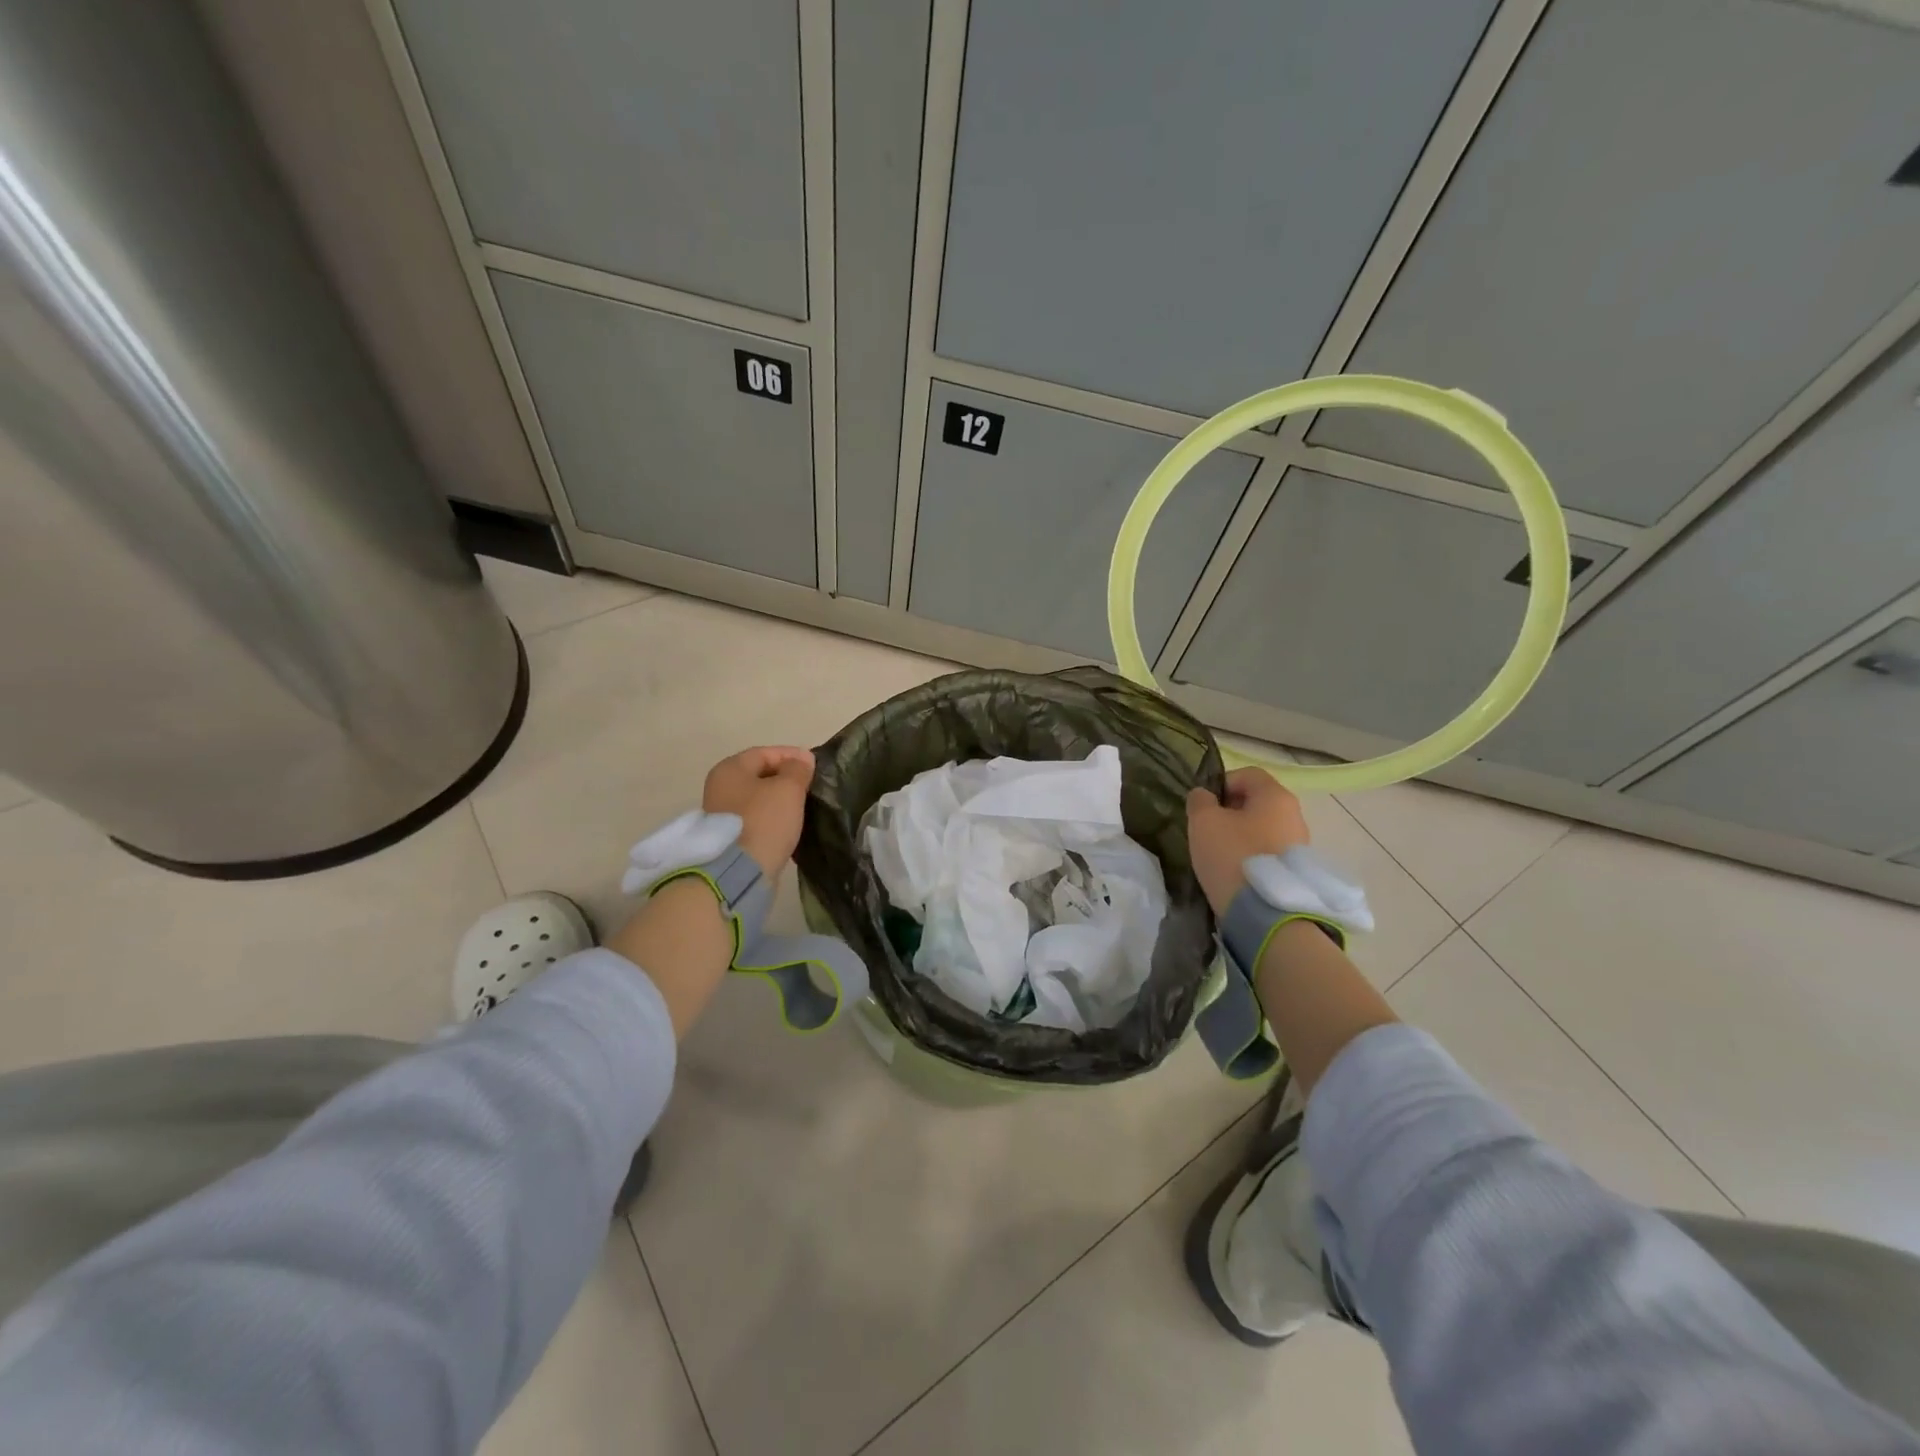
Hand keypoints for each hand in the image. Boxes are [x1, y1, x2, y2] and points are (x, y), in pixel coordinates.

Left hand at [703, 745, 814, 878]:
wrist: (739, 872)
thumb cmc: (764, 821)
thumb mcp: (788, 789)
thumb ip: (798, 769)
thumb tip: (803, 759)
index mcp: (730, 769)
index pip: (765, 753)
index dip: (792, 755)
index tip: (815, 766)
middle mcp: (720, 787)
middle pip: (760, 775)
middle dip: (786, 778)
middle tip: (811, 785)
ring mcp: (722, 814)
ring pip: (758, 798)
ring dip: (780, 800)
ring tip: (804, 805)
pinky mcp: (729, 837)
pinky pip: (756, 819)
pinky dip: (773, 819)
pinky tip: (789, 825)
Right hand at [1186, 767, 1310, 915]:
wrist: (1265, 913)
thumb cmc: (1232, 856)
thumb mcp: (1203, 822)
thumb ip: (1200, 801)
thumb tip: (1204, 796)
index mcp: (1276, 796)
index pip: (1247, 774)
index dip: (1221, 784)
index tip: (1204, 806)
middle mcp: (1295, 815)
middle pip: (1257, 802)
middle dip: (1231, 812)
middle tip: (1208, 831)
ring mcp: (1300, 845)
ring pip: (1263, 829)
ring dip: (1241, 836)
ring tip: (1220, 856)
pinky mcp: (1297, 872)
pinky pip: (1269, 853)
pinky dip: (1251, 857)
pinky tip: (1236, 873)